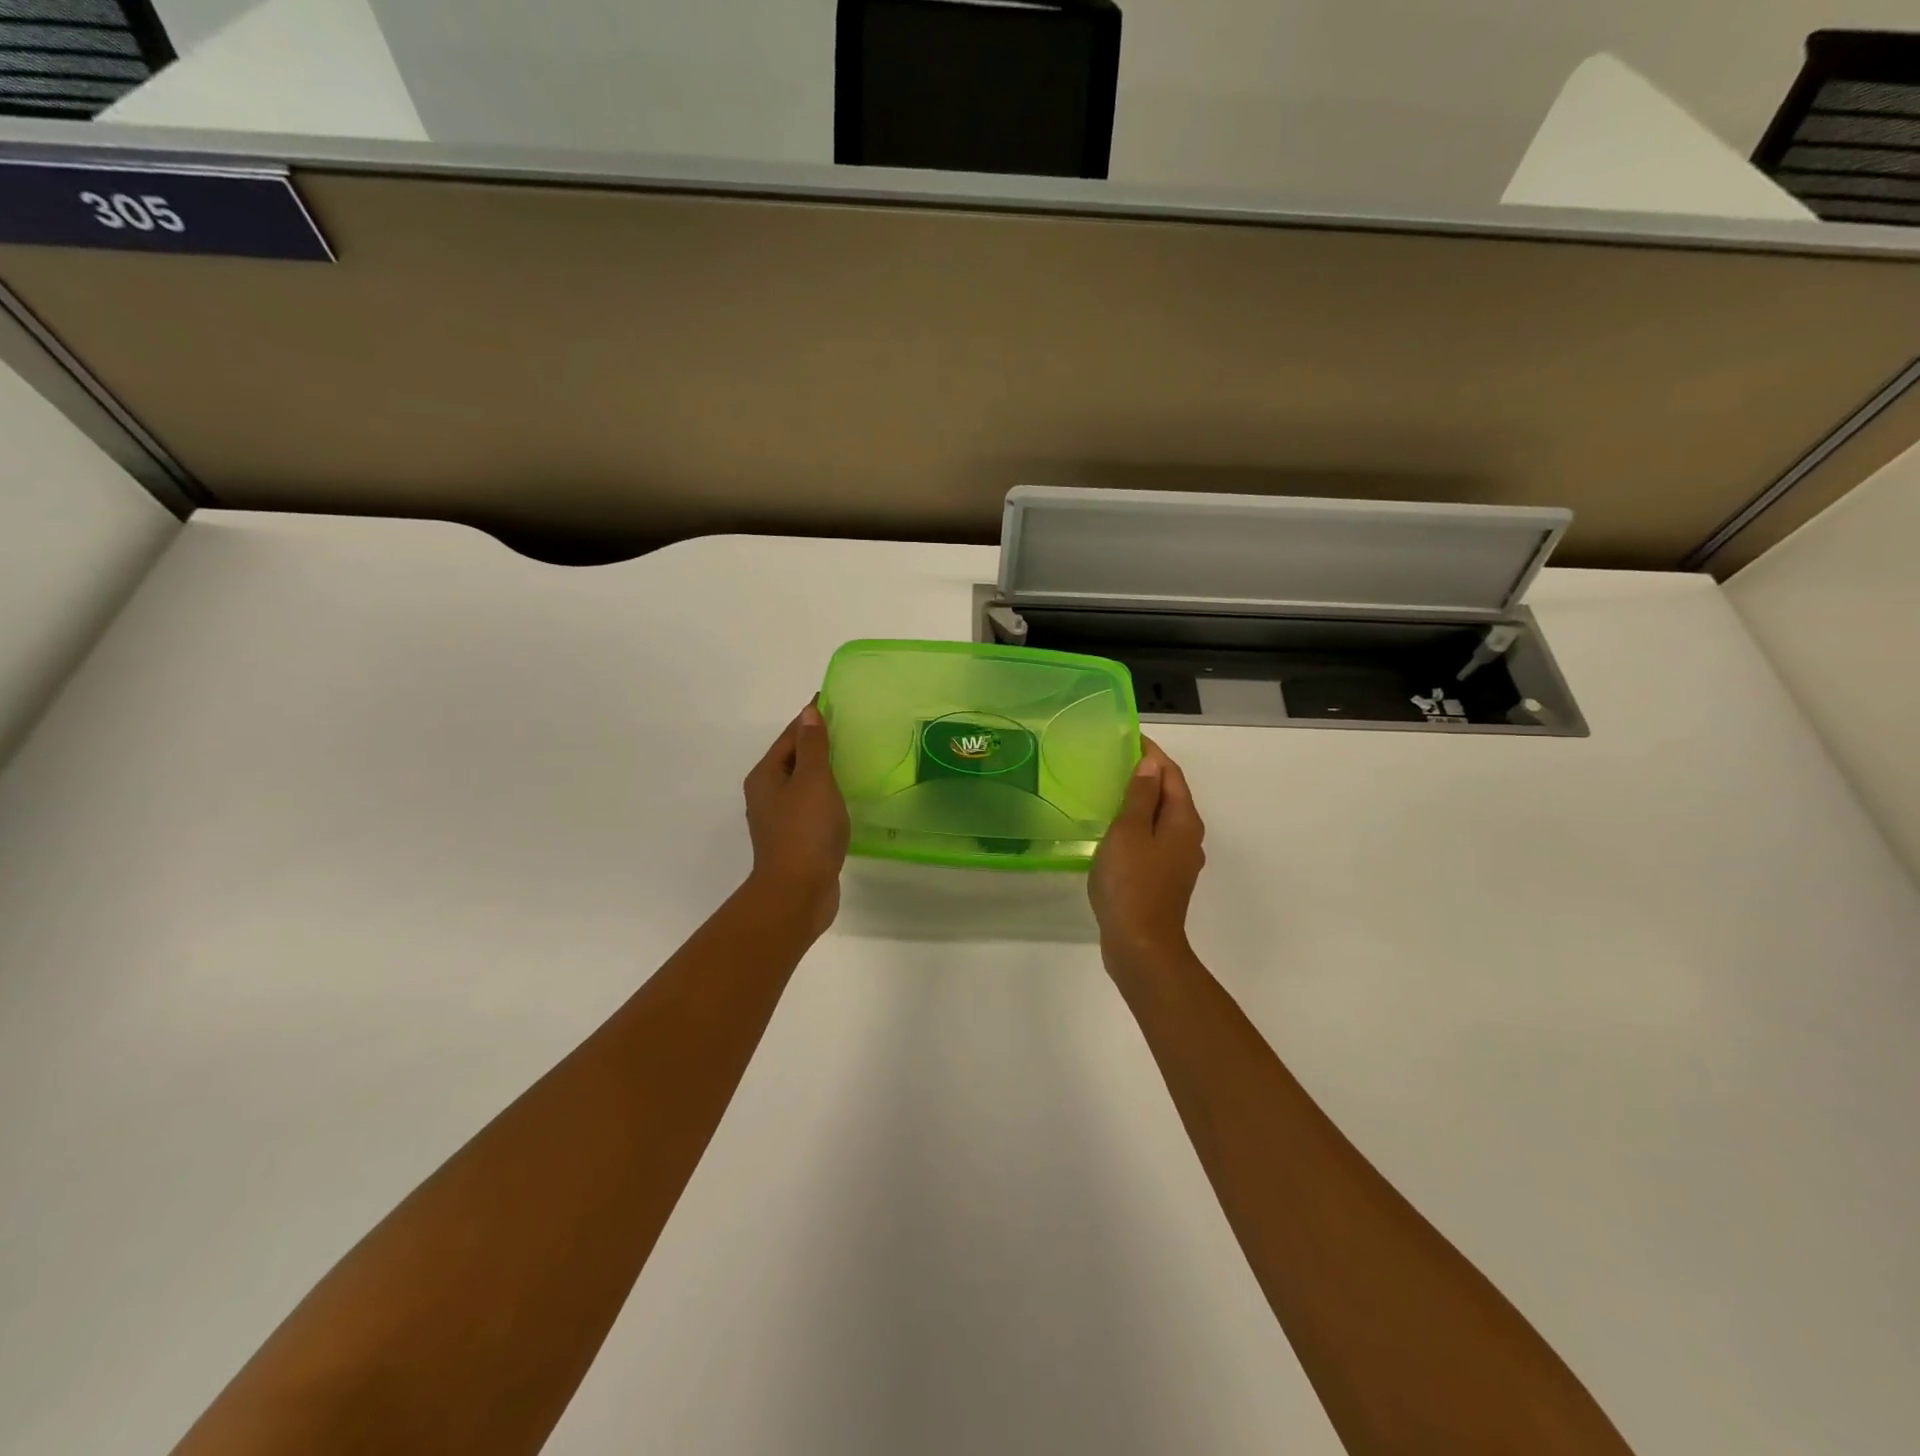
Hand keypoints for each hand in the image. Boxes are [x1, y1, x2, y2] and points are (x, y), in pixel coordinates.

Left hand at [743, 701, 849, 935]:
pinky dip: (828, 796)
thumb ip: (813, 746)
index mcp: (766, 776)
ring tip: (853, 759)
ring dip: (824, 771)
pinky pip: (812, 806)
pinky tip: (847, 798)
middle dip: (818, 743)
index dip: (811, 718)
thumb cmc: (805, 831)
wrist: (798, 893)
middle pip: (794, 759)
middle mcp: (767, 794)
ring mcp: (780, 819)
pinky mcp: (796, 839)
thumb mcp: (813, 780)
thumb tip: (808, 712)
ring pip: (804, 784)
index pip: (790, 736)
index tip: (834, 702)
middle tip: (851, 729)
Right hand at [1089, 739, 1206, 958]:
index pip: (1171, 774)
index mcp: (1184, 821)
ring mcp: (1179, 861)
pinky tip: (1115, 832)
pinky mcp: (1165, 879)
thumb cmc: (1132, 882)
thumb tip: (1151, 765)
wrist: (1140, 945)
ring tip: (1111, 791)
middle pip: (1171, 795)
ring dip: (1142, 802)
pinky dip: (1138, 826)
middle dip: (1147, 776)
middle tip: (1114, 762)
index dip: (1151, 754)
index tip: (1127, 738)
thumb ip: (1140, 797)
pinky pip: (1153, 840)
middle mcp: (1188, 837)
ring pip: (1162, 819)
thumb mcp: (1129, 831)